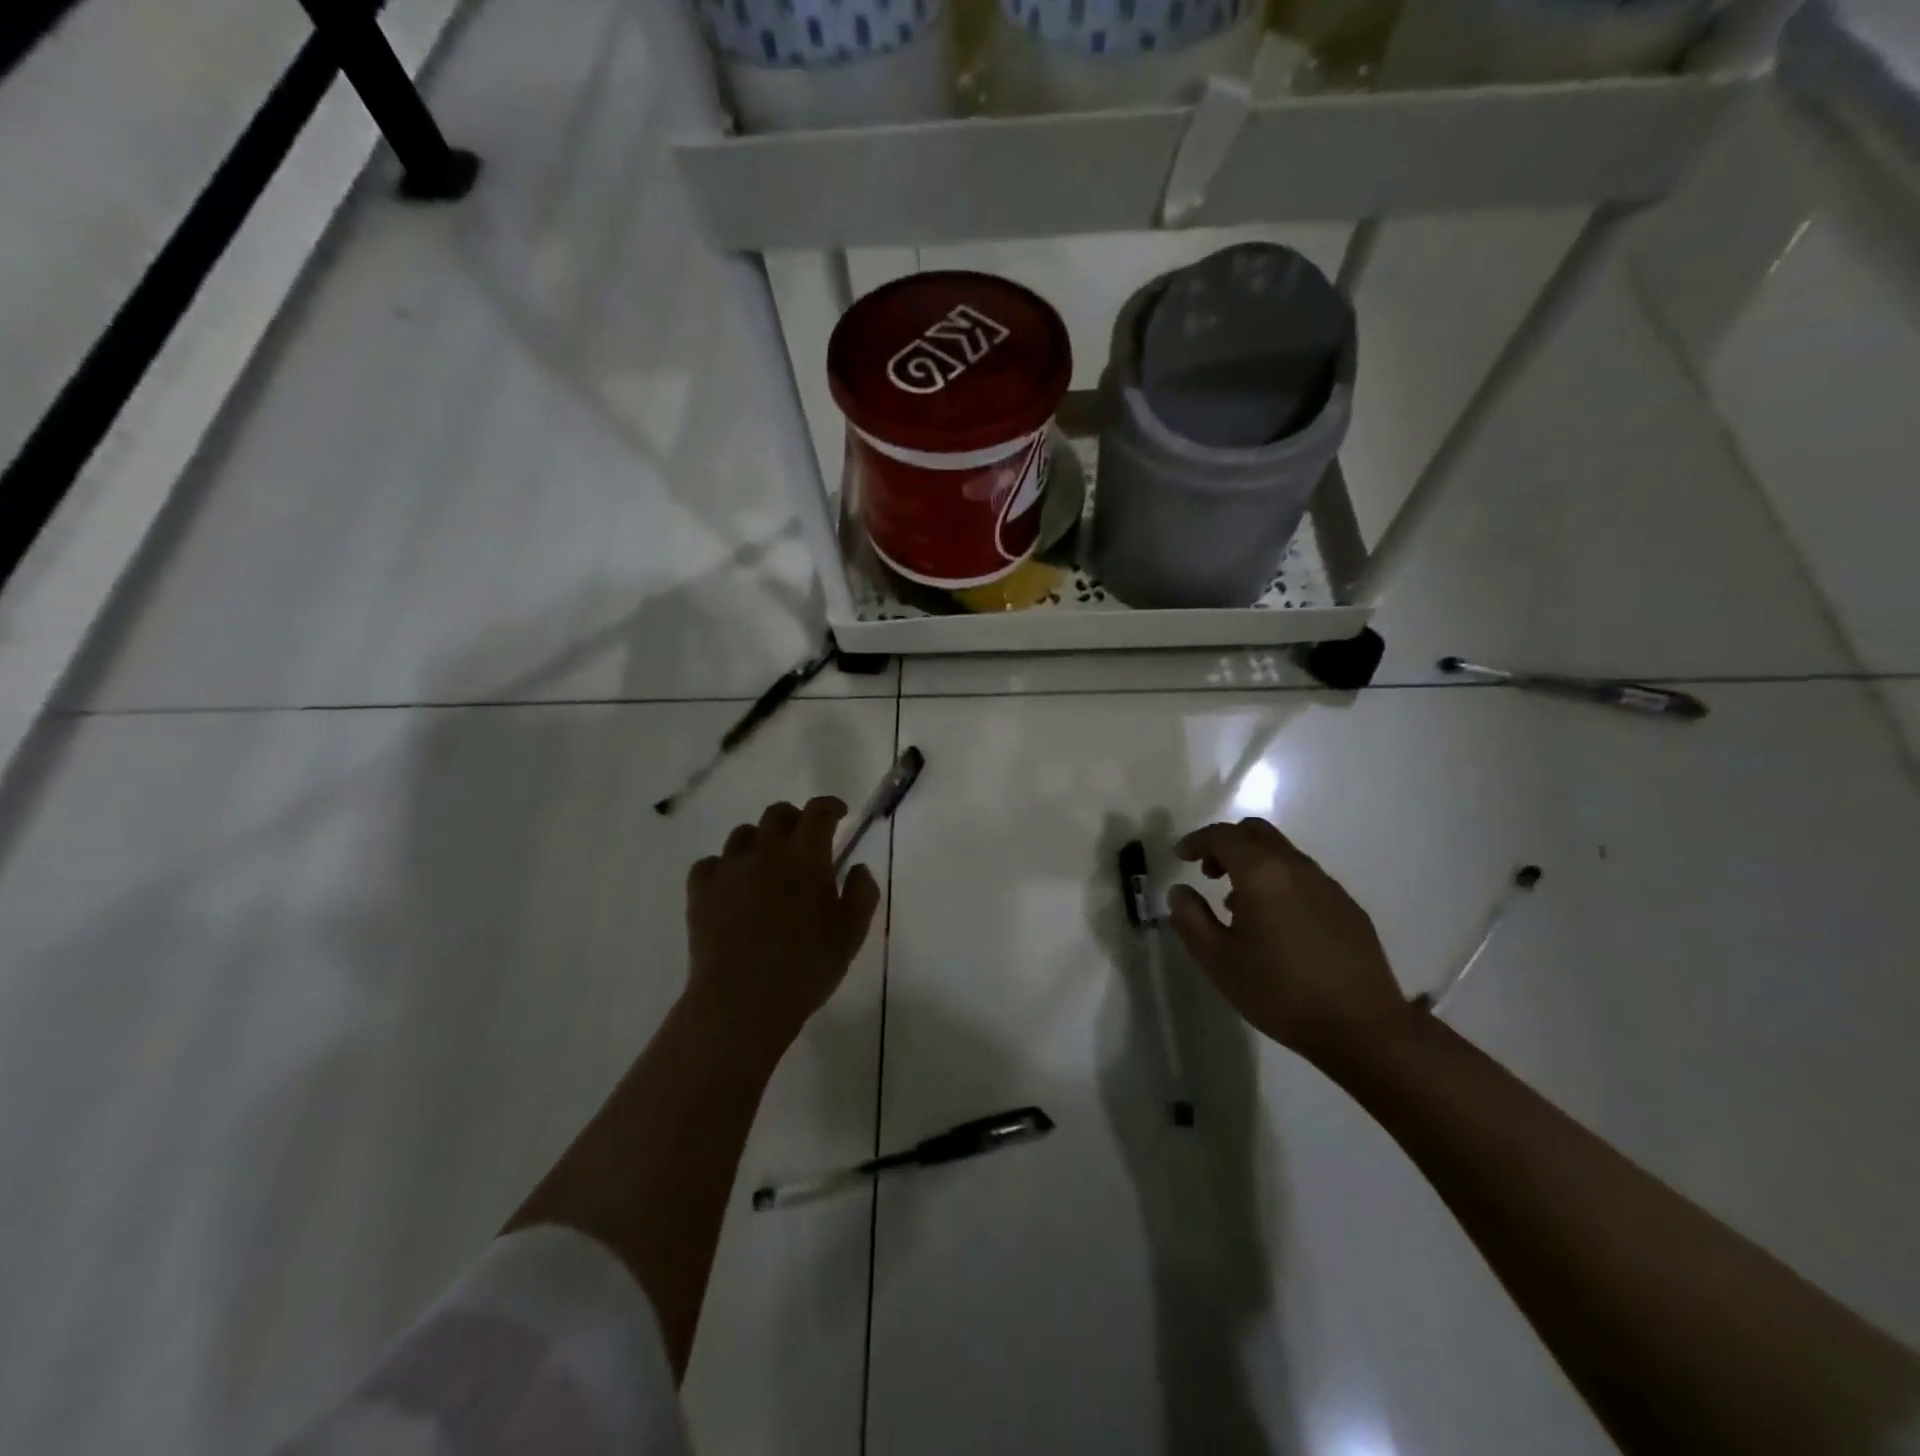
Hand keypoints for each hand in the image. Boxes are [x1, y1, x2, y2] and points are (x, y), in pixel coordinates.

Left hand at [685, 798, 881, 1057]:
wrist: (742, 1001)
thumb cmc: (806, 967)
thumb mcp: (851, 934)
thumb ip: (861, 893)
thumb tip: (858, 867)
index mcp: (806, 857)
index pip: (818, 812)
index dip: (830, 806)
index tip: (840, 814)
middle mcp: (765, 852)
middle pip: (777, 814)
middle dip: (794, 818)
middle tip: (804, 839)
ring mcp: (728, 869)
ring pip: (742, 834)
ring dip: (759, 840)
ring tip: (767, 864)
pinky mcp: (700, 892)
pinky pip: (710, 863)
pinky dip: (724, 866)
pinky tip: (732, 885)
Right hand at [1168, 818, 1409, 1067]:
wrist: (1364, 1029)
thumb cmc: (1280, 992)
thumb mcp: (1219, 961)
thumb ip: (1191, 919)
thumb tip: (1180, 892)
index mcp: (1261, 874)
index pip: (1223, 836)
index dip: (1197, 840)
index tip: (1181, 856)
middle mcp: (1296, 868)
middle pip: (1257, 833)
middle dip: (1227, 844)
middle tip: (1209, 872)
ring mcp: (1328, 886)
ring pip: (1283, 855)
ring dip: (1255, 865)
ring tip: (1239, 906)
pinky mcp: (1349, 908)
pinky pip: (1305, 879)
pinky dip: (1281, 884)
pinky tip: (1278, 926)